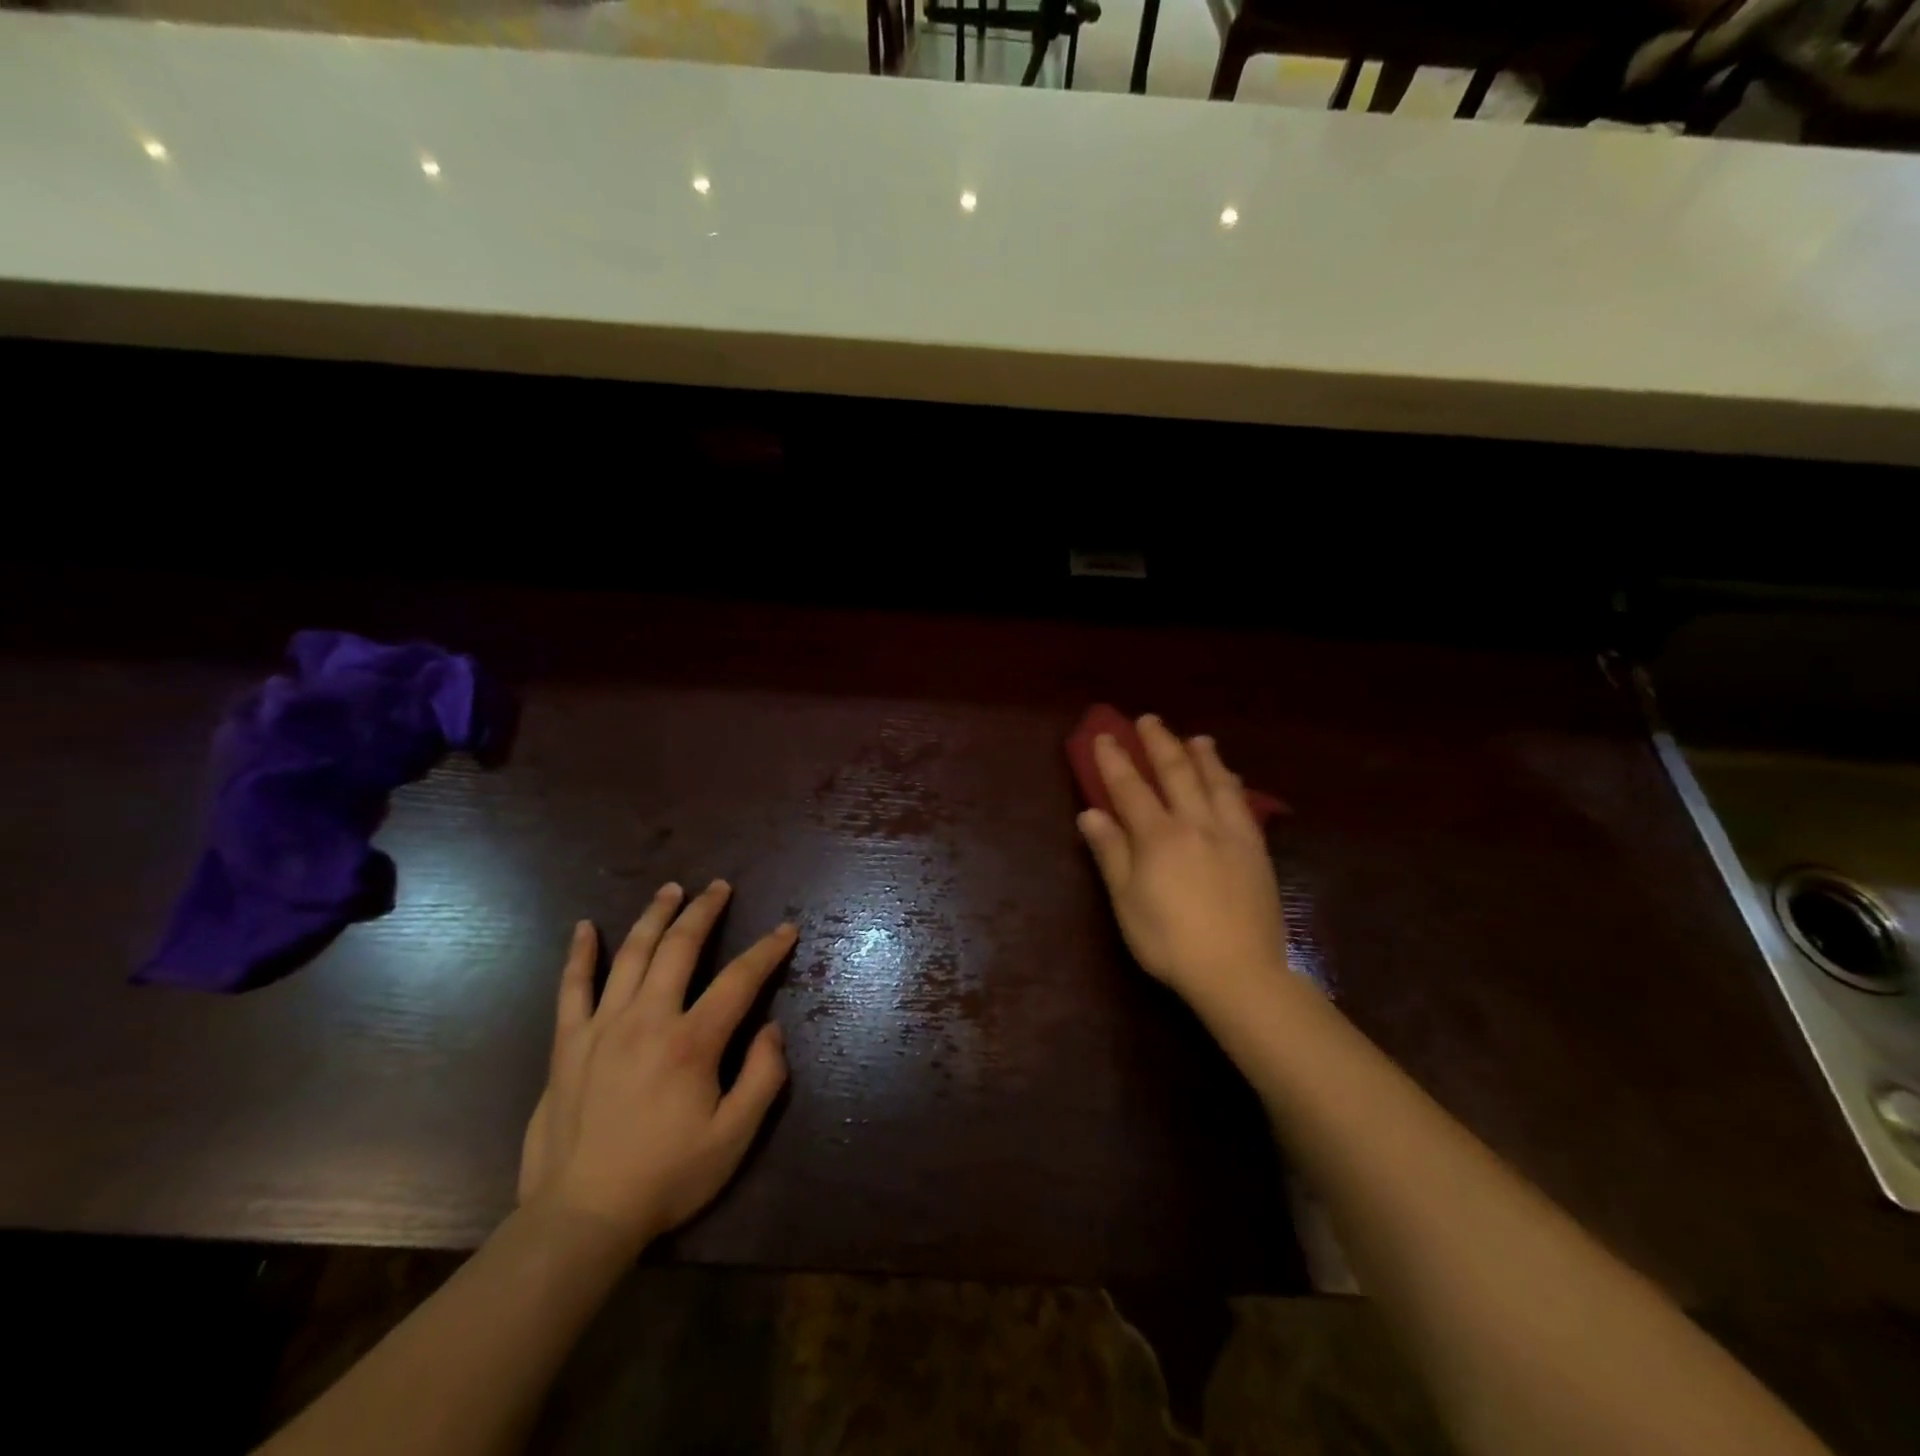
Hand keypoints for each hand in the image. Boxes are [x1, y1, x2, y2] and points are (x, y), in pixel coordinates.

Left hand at [517, 880, 792, 1253]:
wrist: (580, 1218)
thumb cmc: (666, 1178)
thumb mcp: (734, 1138)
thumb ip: (762, 1077)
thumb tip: (772, 1029)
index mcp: (692, 1042)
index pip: (739, 979)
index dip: (767, 950)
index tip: (786, 929)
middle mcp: (648, 1019)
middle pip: (680, 947)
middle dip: (704, 911)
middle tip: (720, 887)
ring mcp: (602, 1027)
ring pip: (631, 954)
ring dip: (654, 916)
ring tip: (671, 889)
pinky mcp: (567, 1045)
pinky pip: (572, 988)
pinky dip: (579, 954)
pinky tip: (584, 927)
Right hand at [1076, 714, 1293, 1015]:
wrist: (1239, 972)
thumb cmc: (1170, 941)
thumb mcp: (1127, 901)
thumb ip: (1110, 853)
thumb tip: (1090, 814)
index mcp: (1158, 836)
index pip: (1130, 788)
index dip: (1114, 760)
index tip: (1104, 736)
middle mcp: (1195, 823)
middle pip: (1176, 772)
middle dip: (1159, 743)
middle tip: (1148, 720)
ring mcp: (1231, 834)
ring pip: (1216, 782)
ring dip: (1203, 756)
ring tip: (1196, 738)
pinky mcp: (1256, 850)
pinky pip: (1243, 804)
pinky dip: (1232, 783)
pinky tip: (1231, 780)